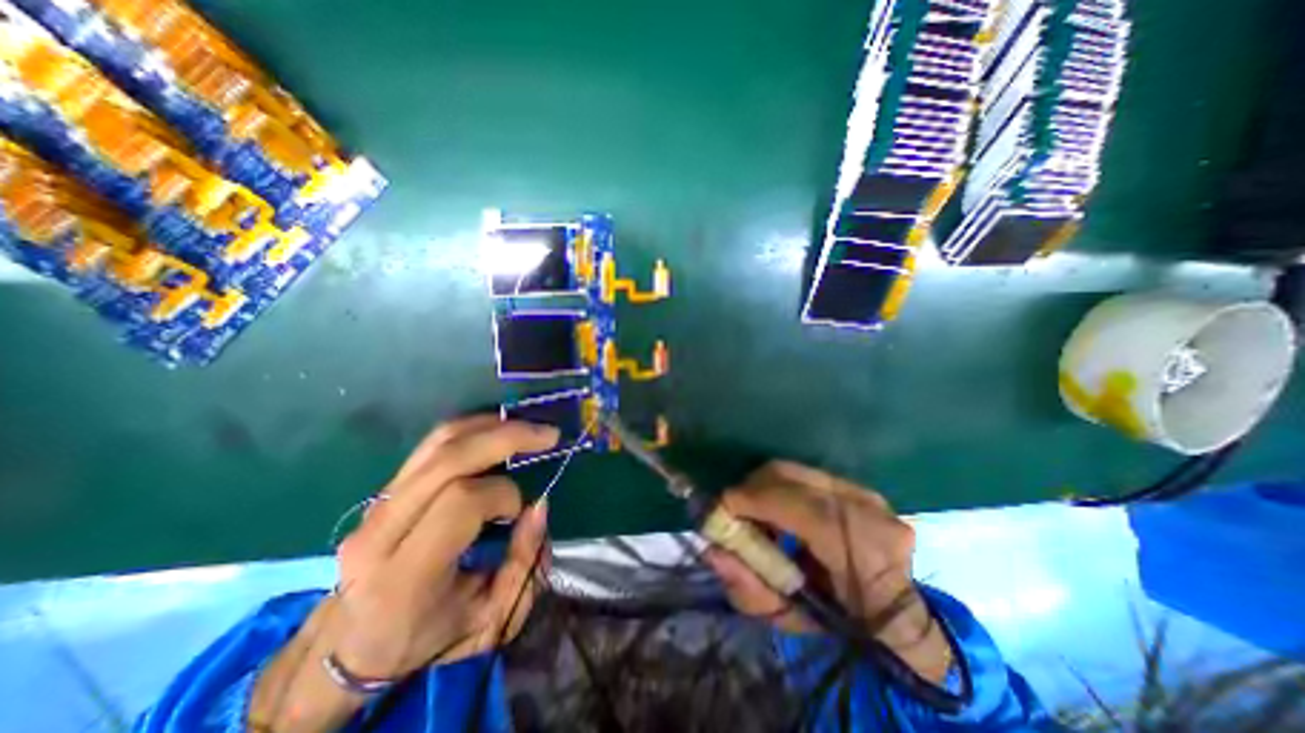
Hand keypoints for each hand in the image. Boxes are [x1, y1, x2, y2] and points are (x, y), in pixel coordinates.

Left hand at [247, 416, 558, 730]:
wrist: (353, 642)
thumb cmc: (427, 637)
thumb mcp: (491, 619)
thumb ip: (524, 564)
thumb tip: (539, 505)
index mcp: (405, 576)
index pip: (460, 503)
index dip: (503, 495)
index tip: (520, 511)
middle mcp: (382, 531)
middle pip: (449, 460)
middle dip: (507, 438)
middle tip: (548, 435)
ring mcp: (377, 504)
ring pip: (439, 442)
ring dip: (492, 426)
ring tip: (529, 428)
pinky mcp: (384, 489)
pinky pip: (432, 444)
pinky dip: (473, 428)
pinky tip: (500, 429)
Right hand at [704, 463, 949, 679]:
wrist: (896, 618)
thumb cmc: (843, 627)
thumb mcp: (792, 621)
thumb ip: (749, 589)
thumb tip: (712, 550)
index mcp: (865, 555)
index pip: (804, 509)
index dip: (757, 500)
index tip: (722, 506)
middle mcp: (871, 513)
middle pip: (794, 477)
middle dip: (752, 487)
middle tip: (733, 508)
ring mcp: (869, 495)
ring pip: (798, 471)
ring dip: (766, 486)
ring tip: (755, 510)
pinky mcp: (860, 486)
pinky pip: (808, 475)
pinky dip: (783, 486)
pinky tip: (778, 508)